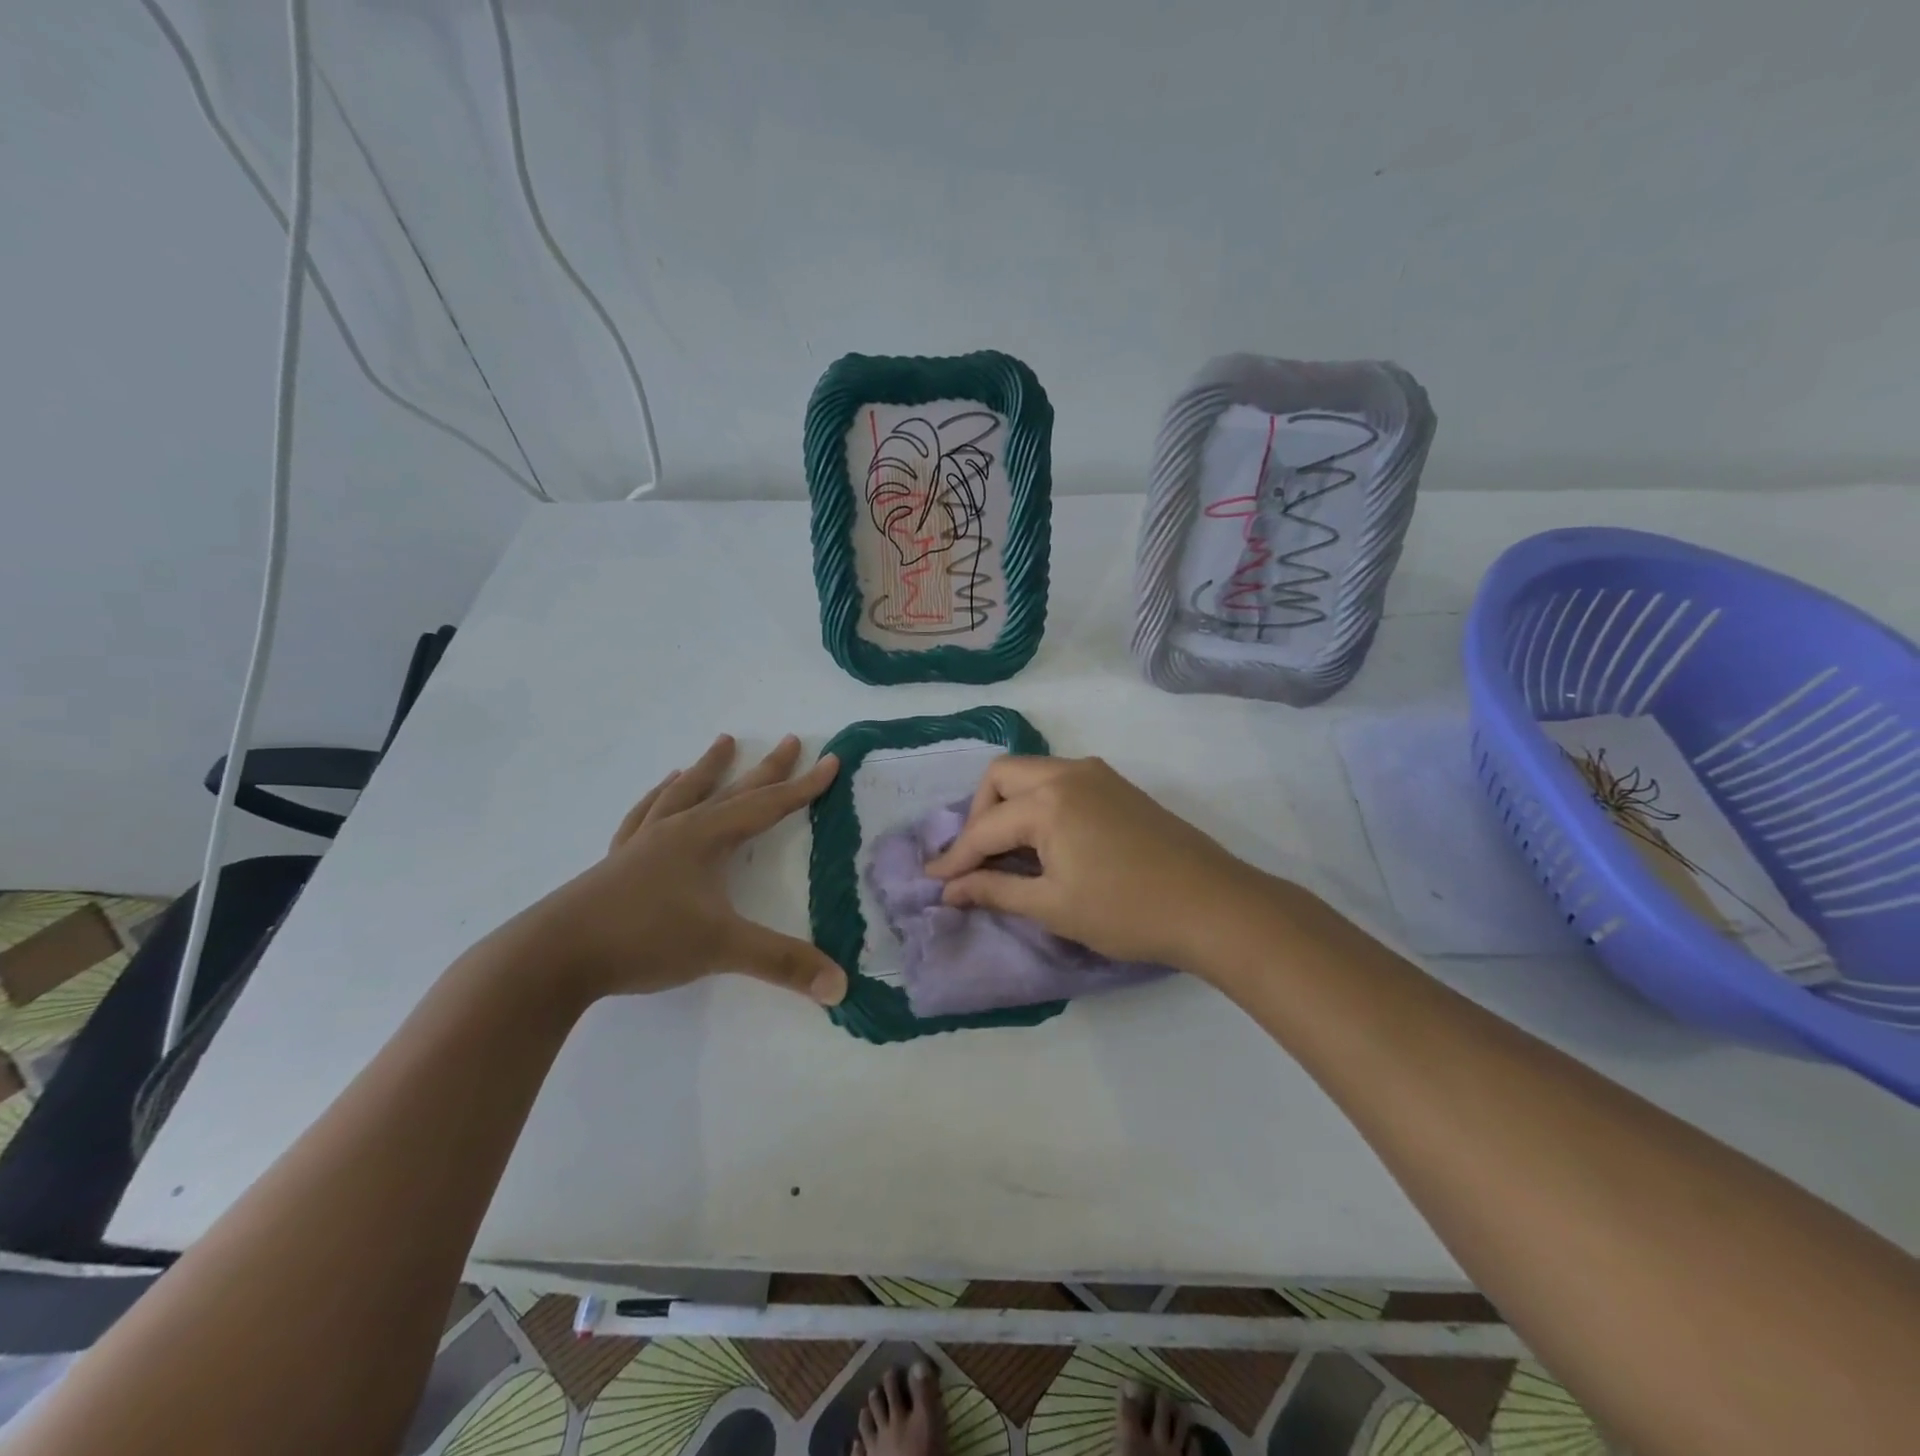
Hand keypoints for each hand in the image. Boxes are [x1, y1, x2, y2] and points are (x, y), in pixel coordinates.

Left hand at [529, 734, 848, 1004]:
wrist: (553, 956)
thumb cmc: (644, 939)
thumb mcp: (722, 948)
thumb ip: (782, 963)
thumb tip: (840, 985)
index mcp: (706, 839)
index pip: (767, 806)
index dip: (804, 786)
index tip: (831, 761)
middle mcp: (678, 830)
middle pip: (731, 791)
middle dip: (766, 769)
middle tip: (789, 740)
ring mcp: (644, 843)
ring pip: (684, 793)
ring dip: (707, 769)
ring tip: (722, 745)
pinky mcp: (618, 862)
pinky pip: (645, 816)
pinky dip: (659, 797)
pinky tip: (662, 790)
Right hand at [924, 755, 1269, 972]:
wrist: (1213, 906)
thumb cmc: (1127, 911)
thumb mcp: (1053, 906)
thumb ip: (996, 890)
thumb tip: (950, 890)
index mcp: (1048, 800)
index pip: (985, 826)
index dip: (955, 858)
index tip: (934, 882)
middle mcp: (1068, 773)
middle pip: (1001, 776)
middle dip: (979, 814)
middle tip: (977, 858)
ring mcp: (1097, 774)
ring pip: (1032, 773)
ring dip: (1009, 805)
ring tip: (1007, 850)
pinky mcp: (1118, 786)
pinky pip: (1060, 780)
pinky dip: (1038, 803)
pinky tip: (1045, 840)